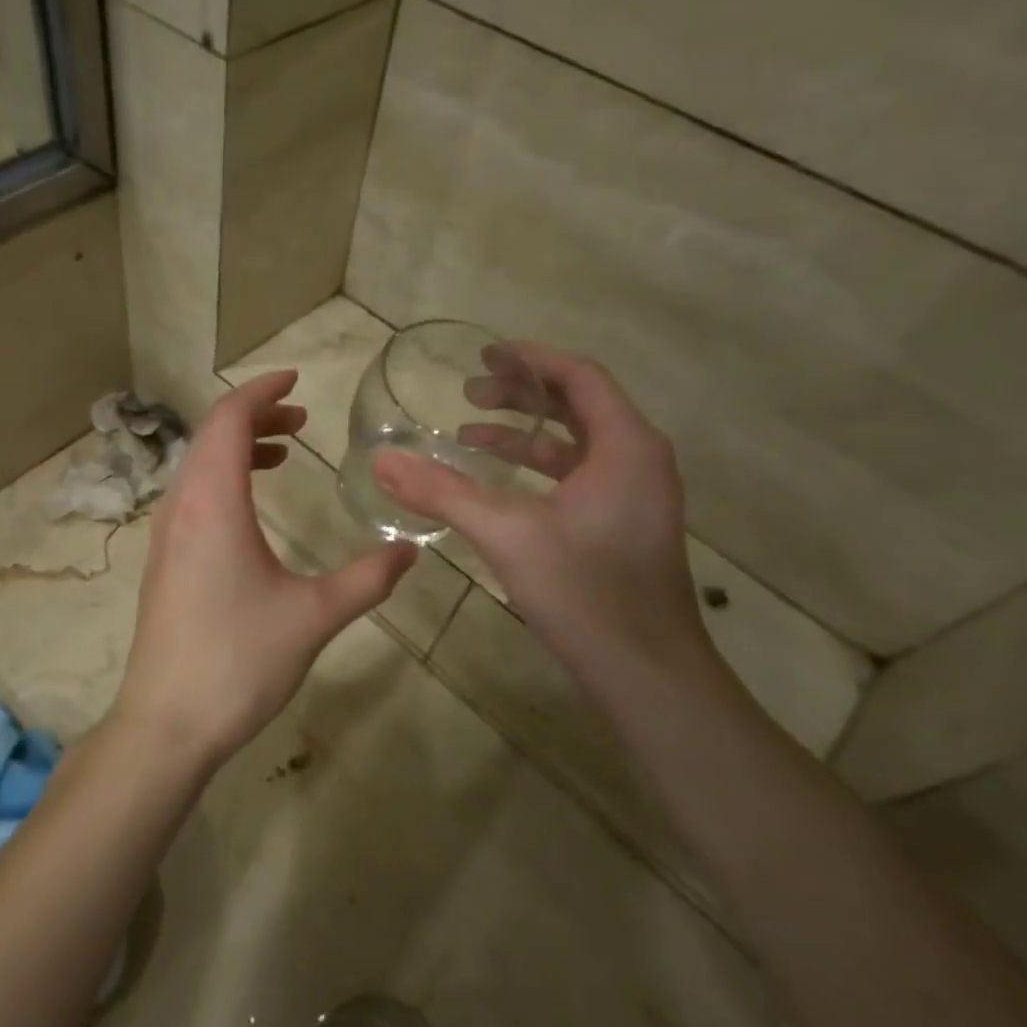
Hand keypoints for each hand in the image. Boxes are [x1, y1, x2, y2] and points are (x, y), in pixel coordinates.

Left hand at [115, 372, 415, 768]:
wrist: (166, 722)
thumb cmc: (239, 661)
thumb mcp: (314, 616)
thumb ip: (368, 578)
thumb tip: (410, 552)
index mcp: (212, 504)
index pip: (229, 420)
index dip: (261, 390)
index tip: (296, 380)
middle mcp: (180, 507)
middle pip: (211, 436)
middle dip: (255, 417)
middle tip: (301, 420)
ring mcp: (164, 535)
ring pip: (197, 467)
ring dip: (238, 449)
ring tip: (283, 455)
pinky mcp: (162, 562)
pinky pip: (190, 497)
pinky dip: (222, 481)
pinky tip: (251, 509)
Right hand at [375, 347, 705, 678]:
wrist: (645, 671)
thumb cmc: (582, 589)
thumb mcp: (504, 533)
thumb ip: (441, 492)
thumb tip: (381, 460)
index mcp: (626, 446)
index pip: (579, 377)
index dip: (530, 359)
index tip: (484, 354)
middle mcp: (640, 461)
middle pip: (580, 405)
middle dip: (522, 395)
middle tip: (469, 393)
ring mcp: (636, 496)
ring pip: (578, 445)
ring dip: (525, 436)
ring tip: (468, 436)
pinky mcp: (624, 525)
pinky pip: (579, 476)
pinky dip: (538, 471)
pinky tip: (498, 488)